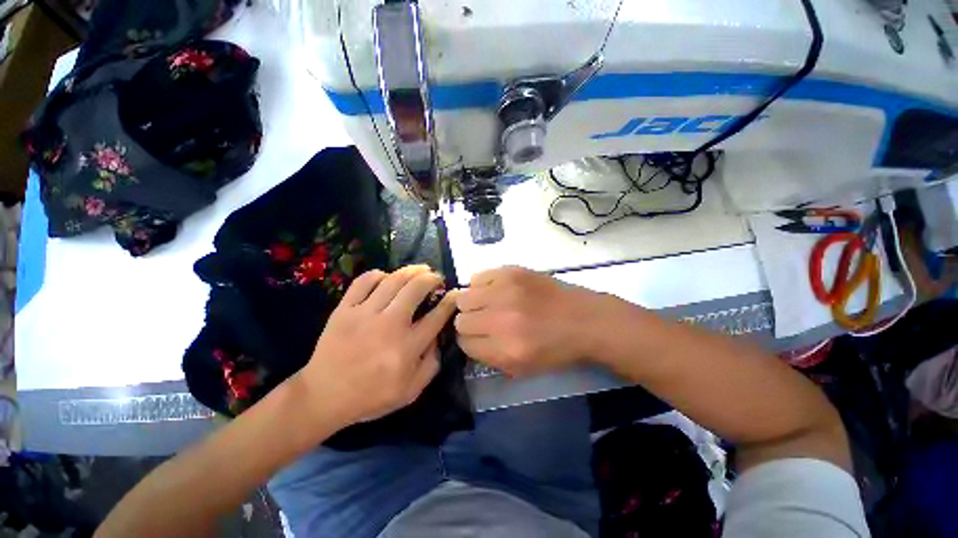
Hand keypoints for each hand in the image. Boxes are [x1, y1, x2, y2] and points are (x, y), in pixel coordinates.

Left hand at [296, 265, 455, 428]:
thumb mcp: (411, 391)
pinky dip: (378, 274)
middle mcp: (390, 325)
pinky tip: (386, 277)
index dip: (451, 301)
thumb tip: (438, 337)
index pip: (437, 316)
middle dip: (432, 278)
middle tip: (436, 278)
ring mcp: (365, 314)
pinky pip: (363, 282)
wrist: (323, 396)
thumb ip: (431, 365)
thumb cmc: (370, 396)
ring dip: (411, 270)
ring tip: (420, 269)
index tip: (456, 293)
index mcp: (408, 346)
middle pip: (416, 288)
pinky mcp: (344, 309)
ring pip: (394, 280)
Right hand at [454, 266, 609, 375]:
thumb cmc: (558, 349)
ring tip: (488, 304)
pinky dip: (482, 285)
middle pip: (461, 320)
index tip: (478, 338)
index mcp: (506, 349)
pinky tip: (496, 291)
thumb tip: (469, 341)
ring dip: (472, 304)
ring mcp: (505, 291)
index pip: (464, 343)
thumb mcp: (524, 368)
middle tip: (484, 321)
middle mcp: (501, 319)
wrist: (586, 320)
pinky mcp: (511, 272)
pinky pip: (477, 277)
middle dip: (469, 324)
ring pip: (463, 297)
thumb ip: (490, 357)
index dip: (470, 342)